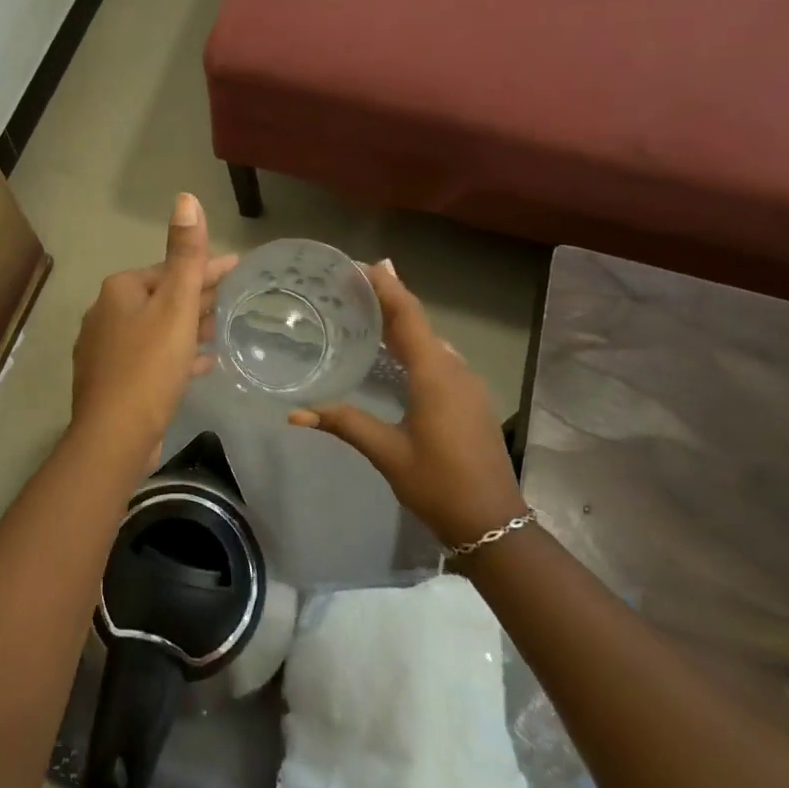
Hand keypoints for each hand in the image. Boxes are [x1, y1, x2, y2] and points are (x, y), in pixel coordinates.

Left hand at [71, 193, 238, 462]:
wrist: (114, 435)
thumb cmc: (149, 365)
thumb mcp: (175, 306)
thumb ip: (184, 254)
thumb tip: (185, 198)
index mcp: (120, 290)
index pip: (171, 269)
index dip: (207, 268)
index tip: (238, 268)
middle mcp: (106, 313)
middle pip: (162, 297)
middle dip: (197, 297)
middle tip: (232, 300)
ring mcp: (105, 348)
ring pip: (156, 328)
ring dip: (188, 327)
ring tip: (220, 331)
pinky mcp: (112, 380)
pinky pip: (150, 358)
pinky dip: (175, 355)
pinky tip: (201, 364)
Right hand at [288, 261, 526, 545]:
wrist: (494, 523)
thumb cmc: (439, 484)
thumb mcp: (387, 452)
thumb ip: (344, 423)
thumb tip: (295, 413)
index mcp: (435, 374)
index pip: (407, 314)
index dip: (385, 285)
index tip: (359, 264)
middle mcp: (454, 369)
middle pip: (419, 321)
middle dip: (388, 298)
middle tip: (350, 284)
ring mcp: (467, 384)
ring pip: (430, 339)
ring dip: (400, 322)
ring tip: (364, 311)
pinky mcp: (470, 399)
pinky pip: (438, 357)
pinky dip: (413, 344)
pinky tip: (392, 354)